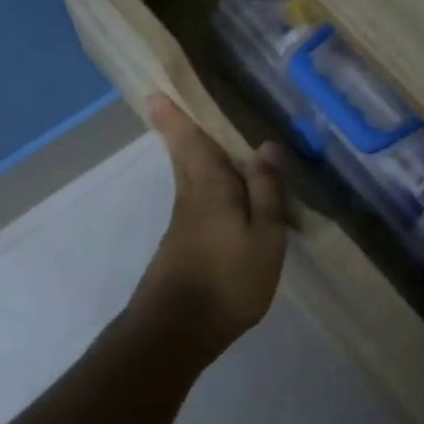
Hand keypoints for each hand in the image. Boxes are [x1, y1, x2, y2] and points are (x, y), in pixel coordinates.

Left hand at [125, 94, 288, 359]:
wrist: (177, 330)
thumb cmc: (229, 279)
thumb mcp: (264, 236)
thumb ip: (266, 191)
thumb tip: (266, 146)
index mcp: (211, 188)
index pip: (193, 143)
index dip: (177, 118)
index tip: (156, 93)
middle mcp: (191, 197)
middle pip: (183, 156)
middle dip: (175, 130)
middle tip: (163, 104)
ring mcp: (183, 223)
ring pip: (186, 176)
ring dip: (187, 153)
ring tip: (196, 136)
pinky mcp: (182, 244)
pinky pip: (194, 198)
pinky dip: (200, 182)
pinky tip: (215, 190)